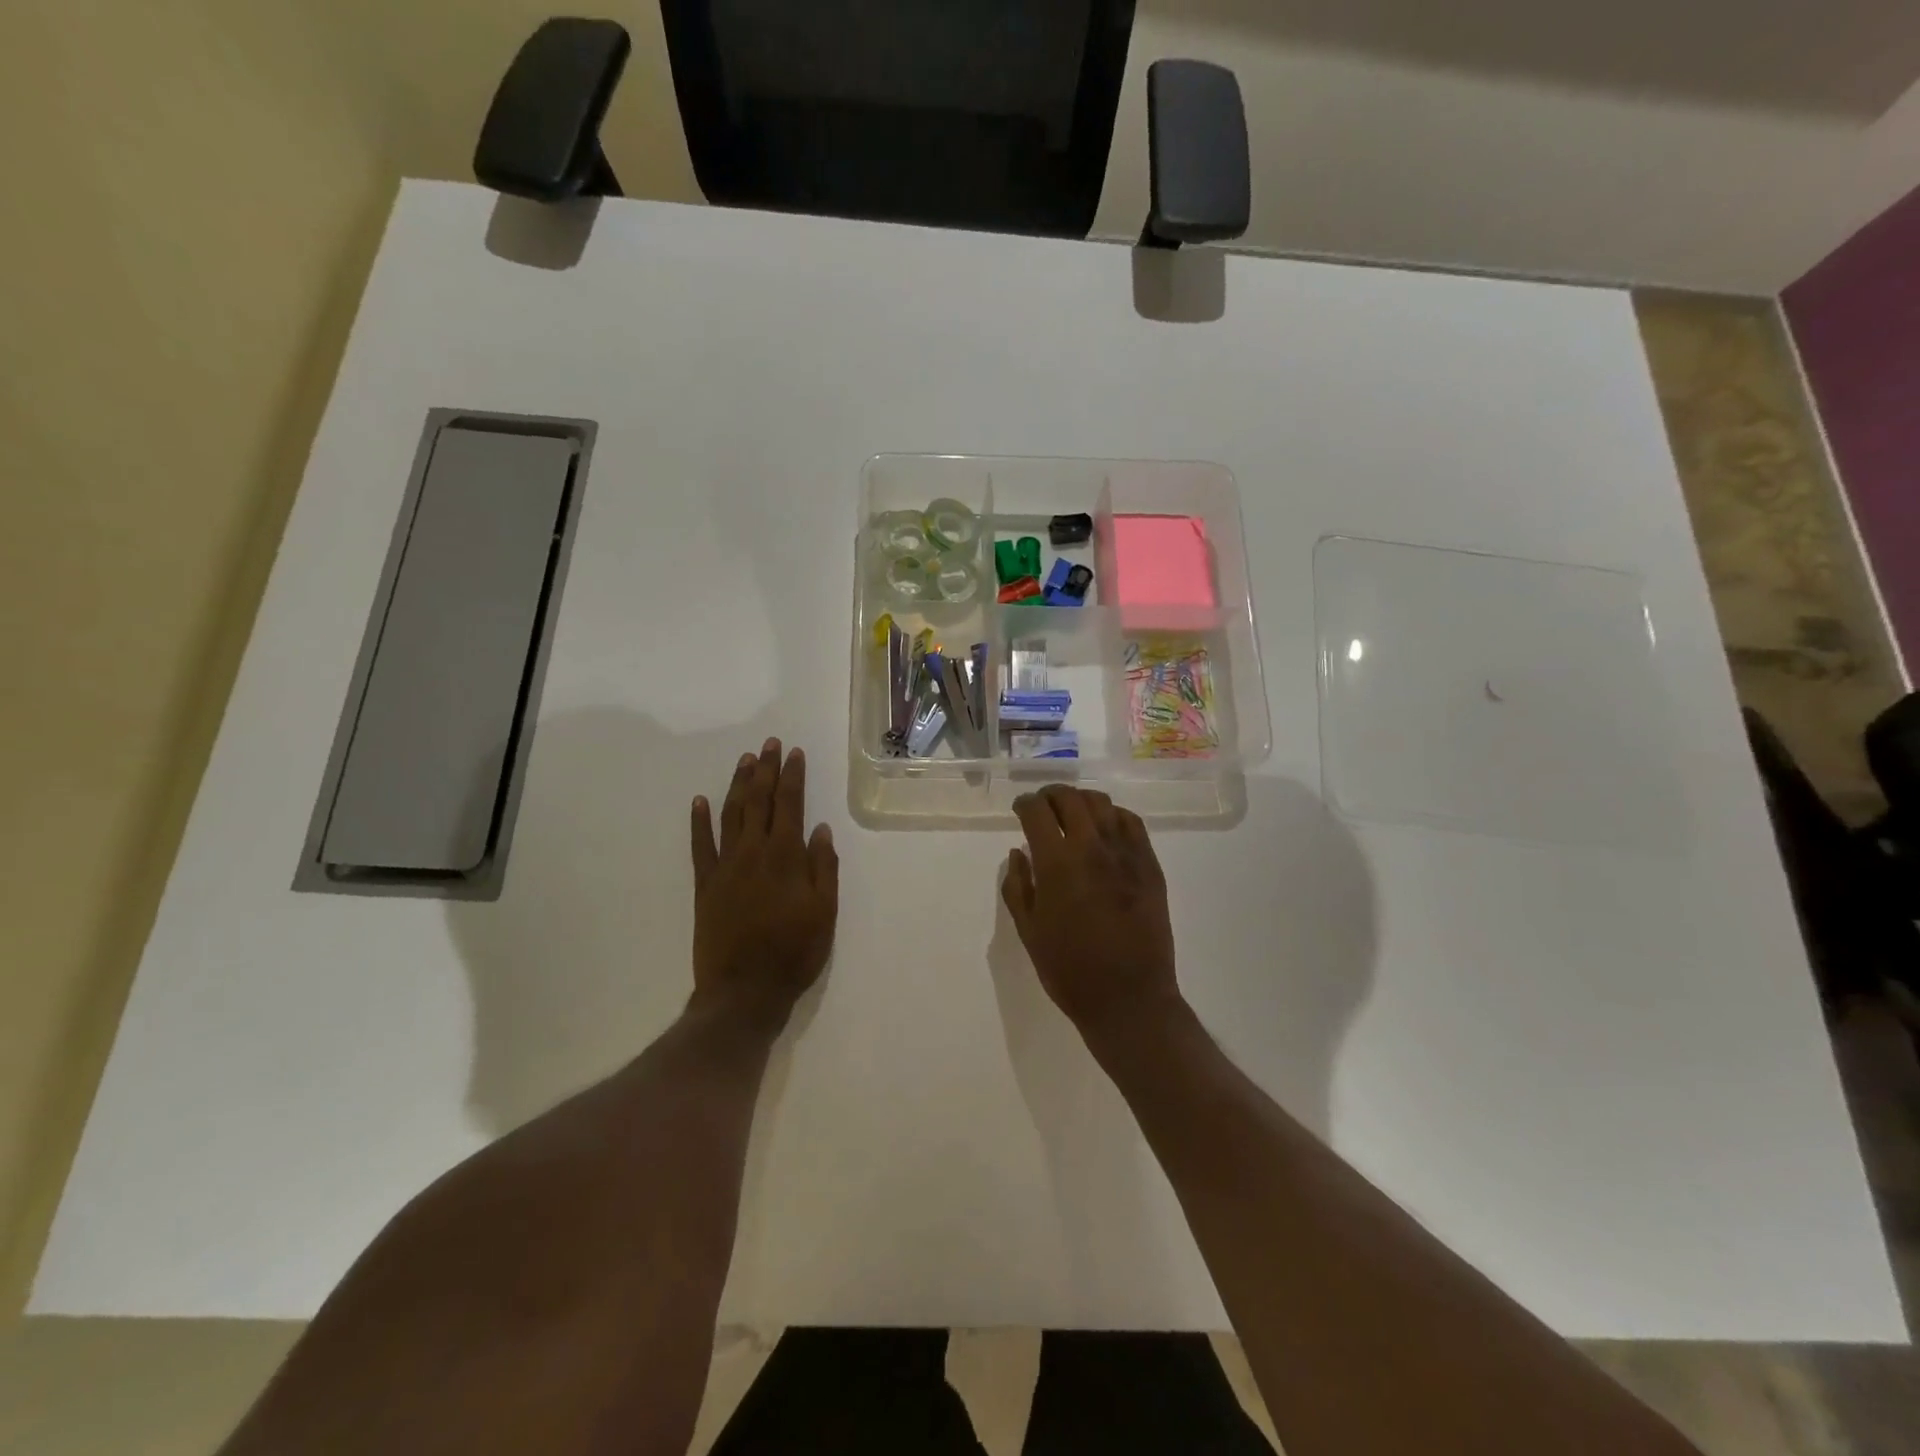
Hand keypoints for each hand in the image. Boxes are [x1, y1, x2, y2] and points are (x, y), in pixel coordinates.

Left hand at [690, 738, 838, 1032]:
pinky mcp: (705, 885)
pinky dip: (699, 822)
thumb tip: (820, 828)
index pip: (790, 805)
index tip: (793, 753)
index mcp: (786, 857)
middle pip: (759, 801)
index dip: (792, 776)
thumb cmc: (794, 952)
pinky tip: (700, 801)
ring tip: (744, 761)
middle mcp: (754, 852)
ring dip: (737, 785)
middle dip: (764, 770)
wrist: (744, 991)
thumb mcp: (825, 911)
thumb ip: (824, 866)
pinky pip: (700, 846)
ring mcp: (725, 867)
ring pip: (730, 815)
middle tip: (768, 744)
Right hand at [1002, 786, 1180, 1037]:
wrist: (1128, 999)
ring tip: (1072, 813)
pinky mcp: (1150, 865)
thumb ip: (1018, 886)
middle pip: (1070, 798)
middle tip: (1043, 806)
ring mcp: (1126, 854)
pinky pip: (1131, 822)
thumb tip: (1019, 852)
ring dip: (1081, 801)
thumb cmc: (1069, 970)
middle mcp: (1092, 847)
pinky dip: (1113, 815)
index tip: (1020, 809)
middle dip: (1051, 795)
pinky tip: (1105, 828)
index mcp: (1057, 863)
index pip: (1036, 811)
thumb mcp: (1029, 931)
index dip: (1024, 803)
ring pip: (1102, 804)